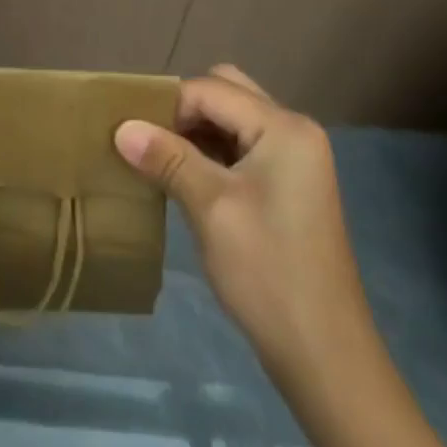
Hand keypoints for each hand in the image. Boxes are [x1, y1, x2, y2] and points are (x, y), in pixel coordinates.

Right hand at [115, 64, 362, 365]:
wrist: (325, 356)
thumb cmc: (267, 272)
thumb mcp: (211, 208)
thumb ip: (167, 158)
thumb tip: (121, 127)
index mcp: (284, 127)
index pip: (211, 90)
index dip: (167, 105)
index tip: (130, 132)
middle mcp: (294, 130)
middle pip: (226, 93)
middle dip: (183, 110)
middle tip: (150, 141)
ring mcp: (295, 158)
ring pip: (232, 119)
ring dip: (196, 132)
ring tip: (160, 159)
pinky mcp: (289, 184)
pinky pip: (242, 146)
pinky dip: (212, 153)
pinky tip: (185, 178)